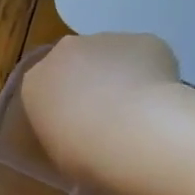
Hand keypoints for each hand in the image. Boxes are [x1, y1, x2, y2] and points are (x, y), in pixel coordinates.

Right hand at [21, 33, 179, 188]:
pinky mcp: (144, 40)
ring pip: (113, 56)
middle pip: (77, 62)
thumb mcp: (58, 151)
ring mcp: (106, 40)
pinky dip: (153, 76)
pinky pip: (146, 56)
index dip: (63, 102)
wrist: (132, 136)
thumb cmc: (84, 154)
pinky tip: (159, 103)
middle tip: (108, 115)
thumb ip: (63, 130)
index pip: (44, 85)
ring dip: (122, 76)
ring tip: (138, 112)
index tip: (76, 123)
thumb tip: (81, 131)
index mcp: (36, 82)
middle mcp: (66, 52)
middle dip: (91, 81)